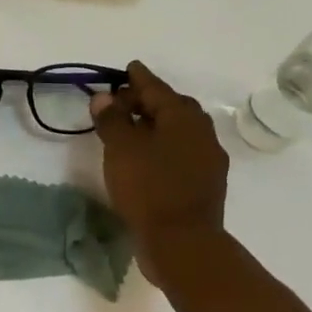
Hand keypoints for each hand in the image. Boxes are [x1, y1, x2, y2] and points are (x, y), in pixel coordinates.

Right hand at [90, 62, 228, 265]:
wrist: (182, 243)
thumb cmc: (149, 188)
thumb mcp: (122, 149)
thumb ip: (112, 119)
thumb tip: (104, 98)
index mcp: (183, 118)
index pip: (157, 89)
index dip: (140, 78)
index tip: (129, 68)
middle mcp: (201, 133)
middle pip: (173, 108)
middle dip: (149, 101)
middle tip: (123, 103)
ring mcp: (207, 160)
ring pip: (179, 132)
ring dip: (156, 126)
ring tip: (131, 130)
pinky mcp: (205, 184)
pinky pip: (181, 153)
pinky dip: (163, 147)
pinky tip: (147, 159)